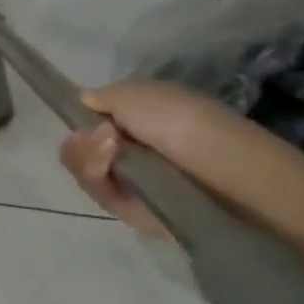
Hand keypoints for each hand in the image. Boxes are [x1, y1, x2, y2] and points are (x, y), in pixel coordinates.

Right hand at [59, 80, 219, 238]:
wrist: (223, 170)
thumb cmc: (180, 121)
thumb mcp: (134, 94)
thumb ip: (101, 97)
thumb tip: (84, 102)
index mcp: (138, 120)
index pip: (92, 123)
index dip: (80, 121)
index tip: (81, 118)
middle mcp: (132, 150)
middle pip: (81, 149)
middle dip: (81, 143)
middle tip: (98, 137)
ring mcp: (130, 181)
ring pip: (84, 171)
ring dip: (87, 158)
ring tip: (109, 152)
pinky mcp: (130, 210)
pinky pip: (98, 194)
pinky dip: (97, 177)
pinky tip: (109, 169)